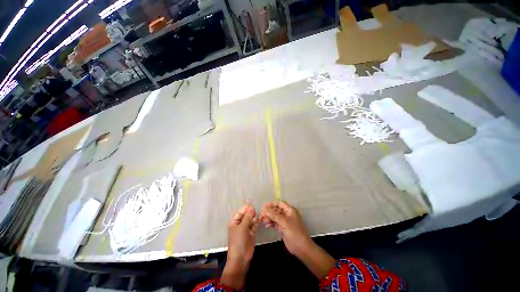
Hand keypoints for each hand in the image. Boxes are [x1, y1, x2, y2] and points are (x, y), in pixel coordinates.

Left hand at [221, 204, 258, 289]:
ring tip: (258, 215)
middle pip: (246, 215)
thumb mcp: (242, 227)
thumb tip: (251, 207)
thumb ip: (247, 217)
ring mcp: (246, 229)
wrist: (241, 258)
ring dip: (254, 217)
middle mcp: (240, 224)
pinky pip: (254, 225)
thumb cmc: (238, 241)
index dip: (246, 208)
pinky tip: (260, 219)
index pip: (241, 212)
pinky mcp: (252, 233)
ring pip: (251, 220)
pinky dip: (257, 222)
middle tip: (256, 211)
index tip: (252, 205)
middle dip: (251, 212)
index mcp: (234, 222)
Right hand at [260, 200, 312, 256]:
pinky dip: (271, 223)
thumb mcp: (284, 222)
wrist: (302, 248)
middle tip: (261, 215)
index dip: (271, 204)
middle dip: (269, 211)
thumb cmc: (294, 233)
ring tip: (263, 220)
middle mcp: (287, 214)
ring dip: (269, 217)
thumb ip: (273, 214)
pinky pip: (275, 223)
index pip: (279, 203)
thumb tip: (264, 208)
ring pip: (275, 216)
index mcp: (289, 210)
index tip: (263, 207)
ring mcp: (285, 221)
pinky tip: (267, 225)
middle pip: (276, 209)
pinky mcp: (283, 228)